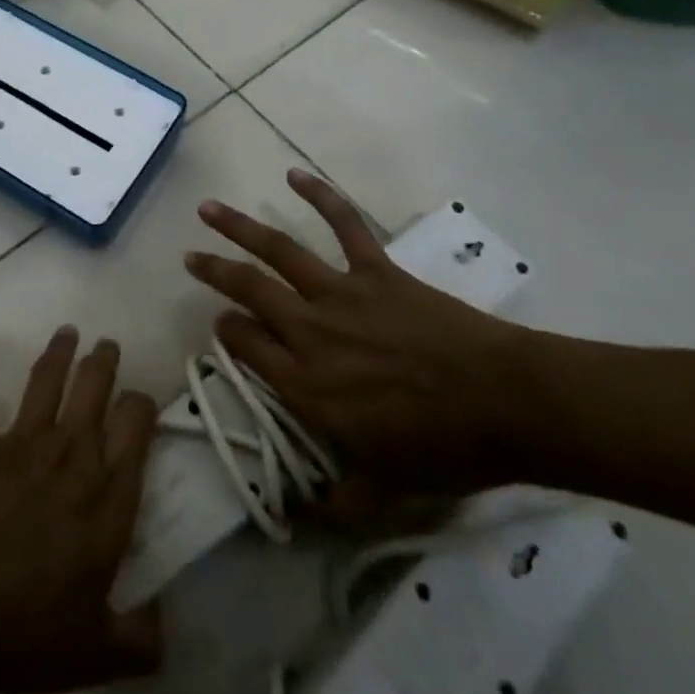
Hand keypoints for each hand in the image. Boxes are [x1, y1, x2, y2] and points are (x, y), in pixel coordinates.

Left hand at [0, 329, 160, 693]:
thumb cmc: (28, 630)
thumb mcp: (97, 653)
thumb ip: (140, 640)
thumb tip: (163, 626)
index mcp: (108, 494)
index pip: (137, 425)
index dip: (143, 404)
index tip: (142, 402)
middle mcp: (71, 453)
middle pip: (94, 386)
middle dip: (104, 360)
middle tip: (107, 344)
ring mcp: (22, 442)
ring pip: (46, 379)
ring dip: (57, 351)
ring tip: (67, 332)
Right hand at [185, 168, 542, 514]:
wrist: (504, 403)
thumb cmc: (443, 450)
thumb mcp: (384, 493)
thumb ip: (335, 504)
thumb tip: (297, 518)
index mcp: (305, 384)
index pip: (246, 348)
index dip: (226, 333)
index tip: (219, 324)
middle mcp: (310, 331)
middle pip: (248, 292)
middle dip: (214, 272)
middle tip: (189, 256)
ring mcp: (341, 294)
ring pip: (278, 252)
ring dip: (239, 228)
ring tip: (208, 208)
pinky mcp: (375, 270)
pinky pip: (345, 225)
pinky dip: (321, 196)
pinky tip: (295, 175)